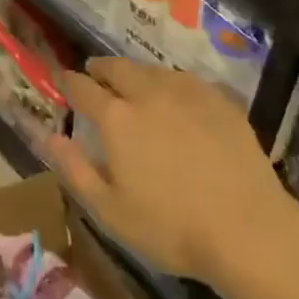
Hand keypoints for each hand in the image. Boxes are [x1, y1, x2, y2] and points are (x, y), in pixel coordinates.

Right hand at [41, 58, 298, 287]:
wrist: (248, 230)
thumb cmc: (171, 227)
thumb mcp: (110, 210)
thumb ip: (75, 169)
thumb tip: (49, 137)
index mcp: (116, 118)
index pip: (82, 88)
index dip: (67, 82)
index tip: (61, 80)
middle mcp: (148, 94)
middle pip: (118, 68)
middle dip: (101, 68)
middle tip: (95, 73)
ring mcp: (188, 93)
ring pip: (153, 70)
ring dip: (136, 73)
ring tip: (134, 84)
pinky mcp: (220, 101)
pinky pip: (187, 80)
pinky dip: (171, 82)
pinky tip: (177, 96)